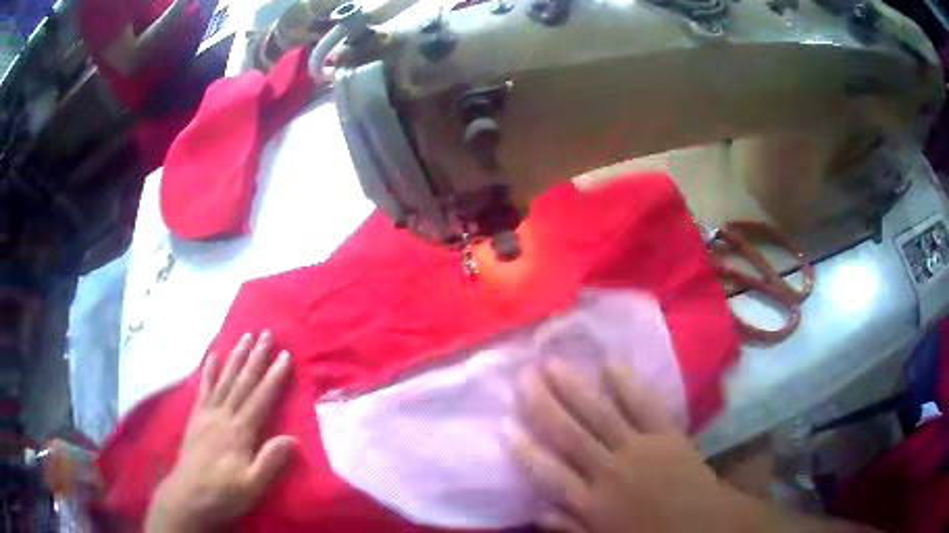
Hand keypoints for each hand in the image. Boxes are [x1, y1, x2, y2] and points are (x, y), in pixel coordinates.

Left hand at [145, 332, 296, 532]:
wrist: (188, 495)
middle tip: (267, 334)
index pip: (260, 399)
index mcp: (239, 432)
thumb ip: (270, 461)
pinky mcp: (196, 417)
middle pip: (242, 383)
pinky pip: (203, 389)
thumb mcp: (253, 485)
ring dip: (235, 357)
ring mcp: (207, 414)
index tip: (285, 355)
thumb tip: (293, 438)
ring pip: (224, 380)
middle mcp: (223, 416)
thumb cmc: (224, 493)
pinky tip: (212, 357)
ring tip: (245, 337)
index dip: (274, 377)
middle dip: (256, 358)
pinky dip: (208, 372)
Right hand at [508, 360, 745, 532]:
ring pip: (600, 414)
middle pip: (570, 434)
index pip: (550, 473)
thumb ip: (570, 527)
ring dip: (575, 388)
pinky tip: (610, 364)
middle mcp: (610, 471)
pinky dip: (628, 385)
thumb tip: (537, 510)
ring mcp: (640, 448)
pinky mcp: (667, 434)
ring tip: (552, 363)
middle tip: (524, 376)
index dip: (525, 449)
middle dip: (543, 405)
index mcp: (593, 501)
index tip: (505, 424)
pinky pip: (645, 406)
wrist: (705, 524)